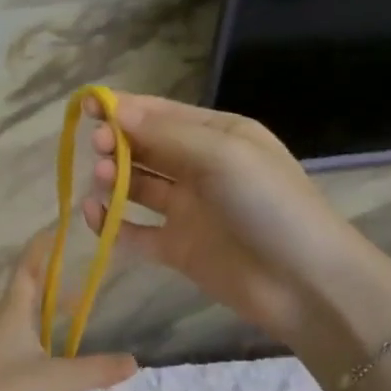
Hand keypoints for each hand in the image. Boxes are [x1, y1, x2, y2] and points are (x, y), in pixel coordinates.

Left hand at [0, 231, 138, 390]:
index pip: (27, 270)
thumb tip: (134, 361)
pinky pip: (19, 347)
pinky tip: (54, 360)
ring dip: (45, 316)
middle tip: (77, 283)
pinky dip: (39, 342)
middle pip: (25, 295)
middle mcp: (0, 326)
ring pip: (22, 323)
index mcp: (13, 313)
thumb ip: (97, 369)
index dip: (40, 250)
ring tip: (71, 319)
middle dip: (50, 285)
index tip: (54, 232)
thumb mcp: (61, 380)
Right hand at [80, 92, 350, 345]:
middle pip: (145, 147)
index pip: (160, 114)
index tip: (85, 107)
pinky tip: (94, 214)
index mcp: (217, 135)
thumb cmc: (269, 205)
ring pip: (137, 186)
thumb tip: (113, 109)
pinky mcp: (177, 248)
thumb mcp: (222, 155)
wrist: (305, 283)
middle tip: (99, 149)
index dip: (122, 108)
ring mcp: (188, 210)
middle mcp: (200, 168)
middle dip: (117, 142)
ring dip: (114, 178)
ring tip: (102, 180)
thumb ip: (165, 134)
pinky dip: (111, 223)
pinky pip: (134, 232)